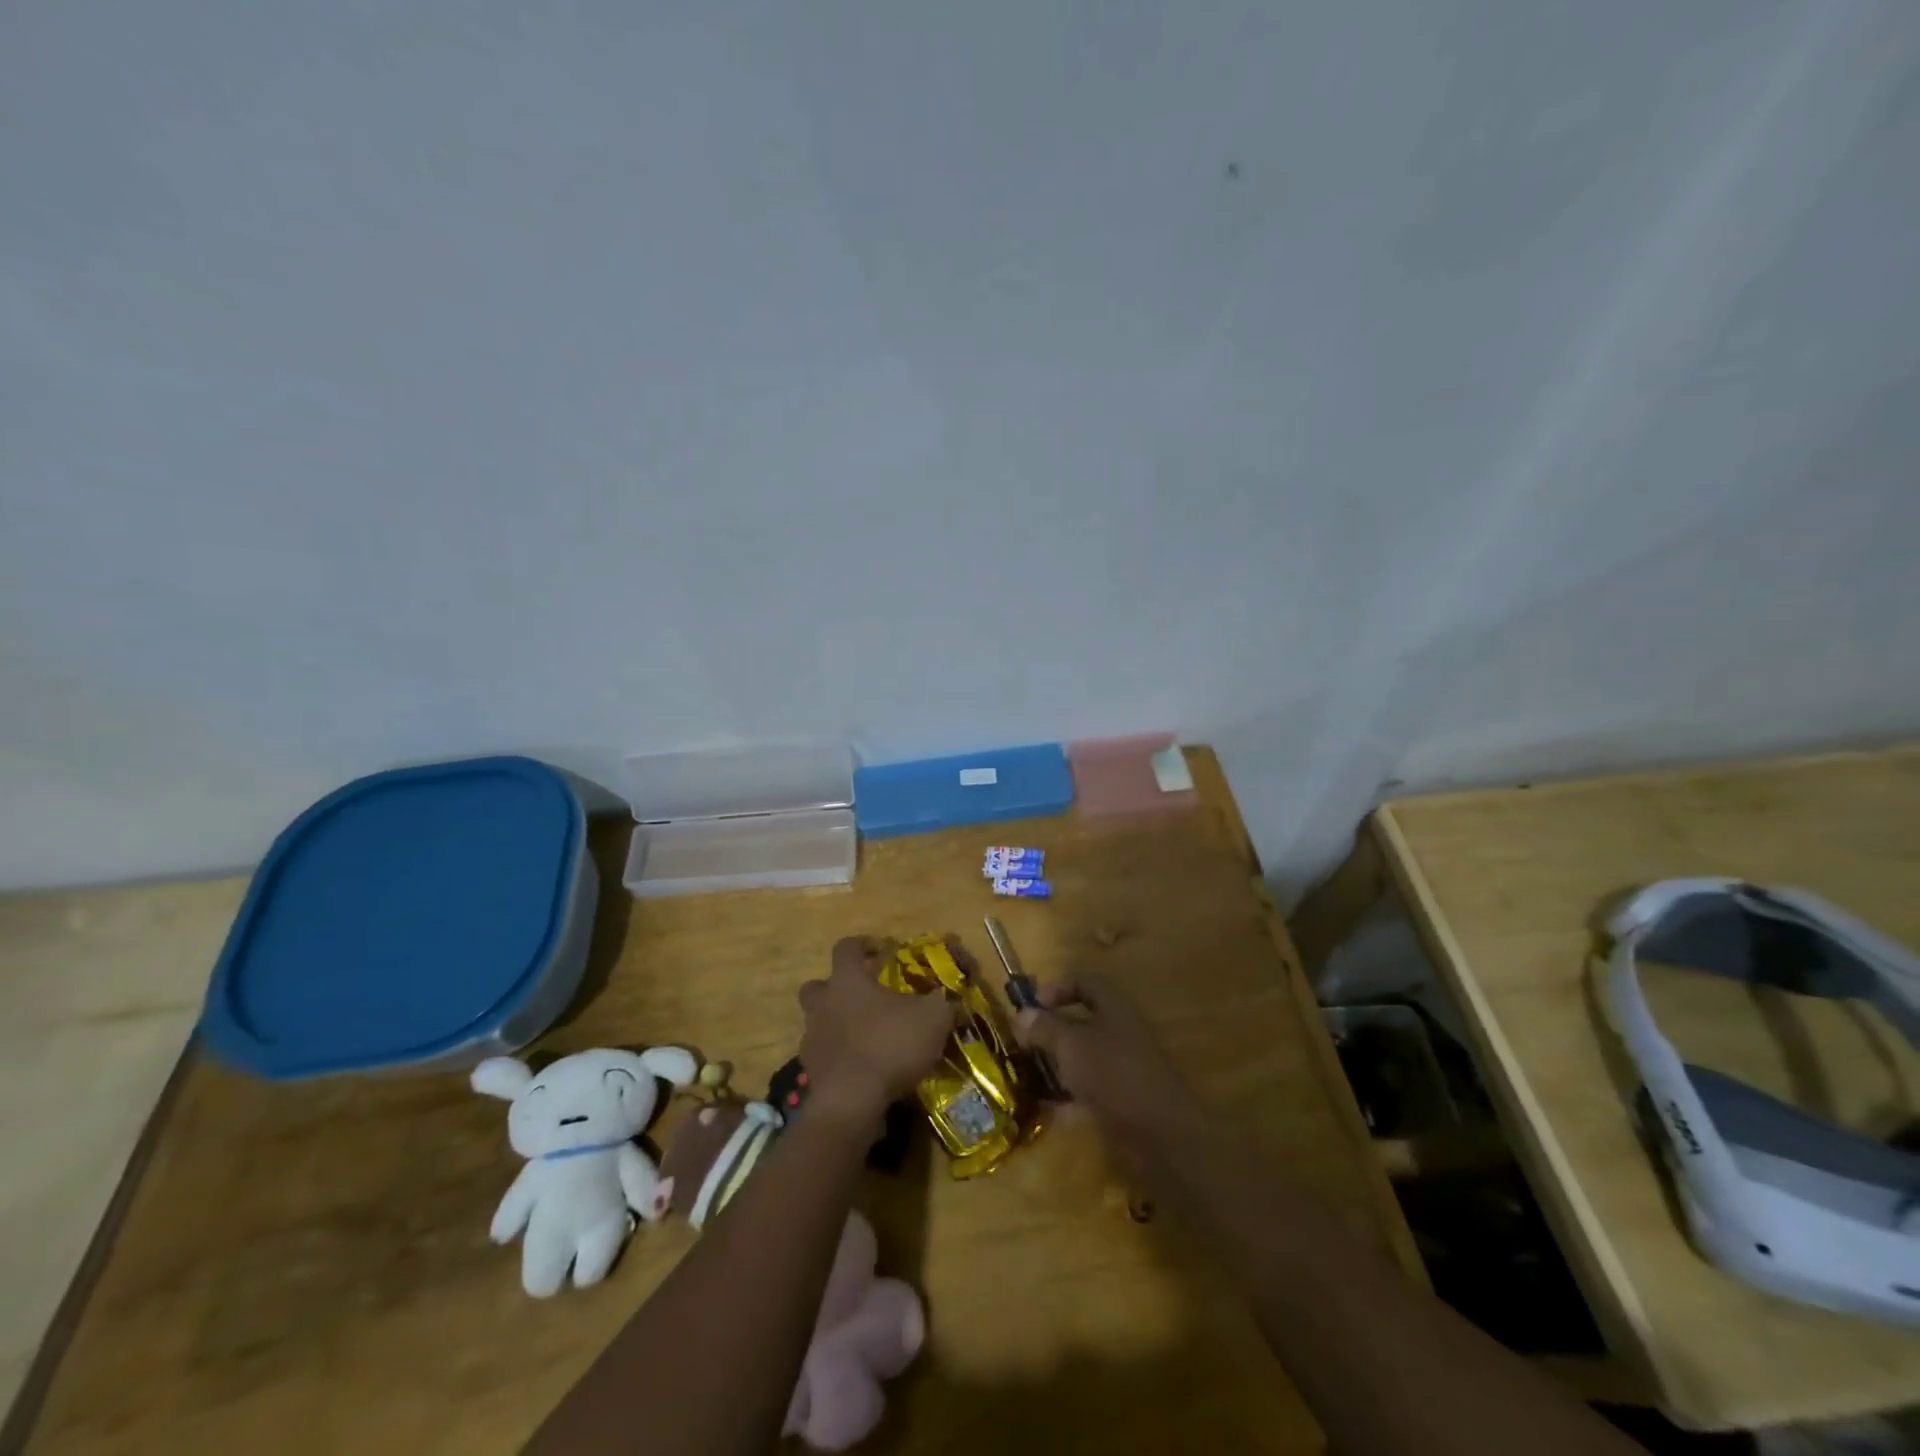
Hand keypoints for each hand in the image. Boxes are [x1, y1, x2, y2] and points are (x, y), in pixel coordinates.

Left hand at [796, 938, 956, 1127]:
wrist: (852, 1101)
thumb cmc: (890, 1045)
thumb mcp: (931, 1019)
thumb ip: (941, 1003)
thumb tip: (948, 998)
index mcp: (847, 980)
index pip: (846, 947)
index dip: (863, 944)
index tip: (881, 950)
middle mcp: (823, 1003)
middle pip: (818, 985)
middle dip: (835, 987)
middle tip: (862, 996)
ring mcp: (812, 1038)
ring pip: (817, 1021)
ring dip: (836, 1024)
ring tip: (864, 1035)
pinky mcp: (811, 1071)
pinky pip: (823, 1055)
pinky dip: (838, 1056)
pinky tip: (860, 1066)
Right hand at [1014, 971, 1200, 1151]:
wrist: (1161, 1132)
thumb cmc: (1112, 1074)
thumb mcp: (1070, 1045)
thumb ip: (1044, 1028)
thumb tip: (1022, 1014)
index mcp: (1112, 1007)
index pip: (1083, 981)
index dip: (1056, 987)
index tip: (1032, 1008)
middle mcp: (1120, 1031)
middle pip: (1081, 1020)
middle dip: (1051, 1030)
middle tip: (1024, 1044)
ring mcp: (1123, 1066)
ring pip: (1084, 1056)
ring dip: (1058, 1064)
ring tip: (1030, 1076)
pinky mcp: (1123, 1098)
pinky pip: (1090, 1088)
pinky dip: (1070, 1096)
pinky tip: (1050, 1109)